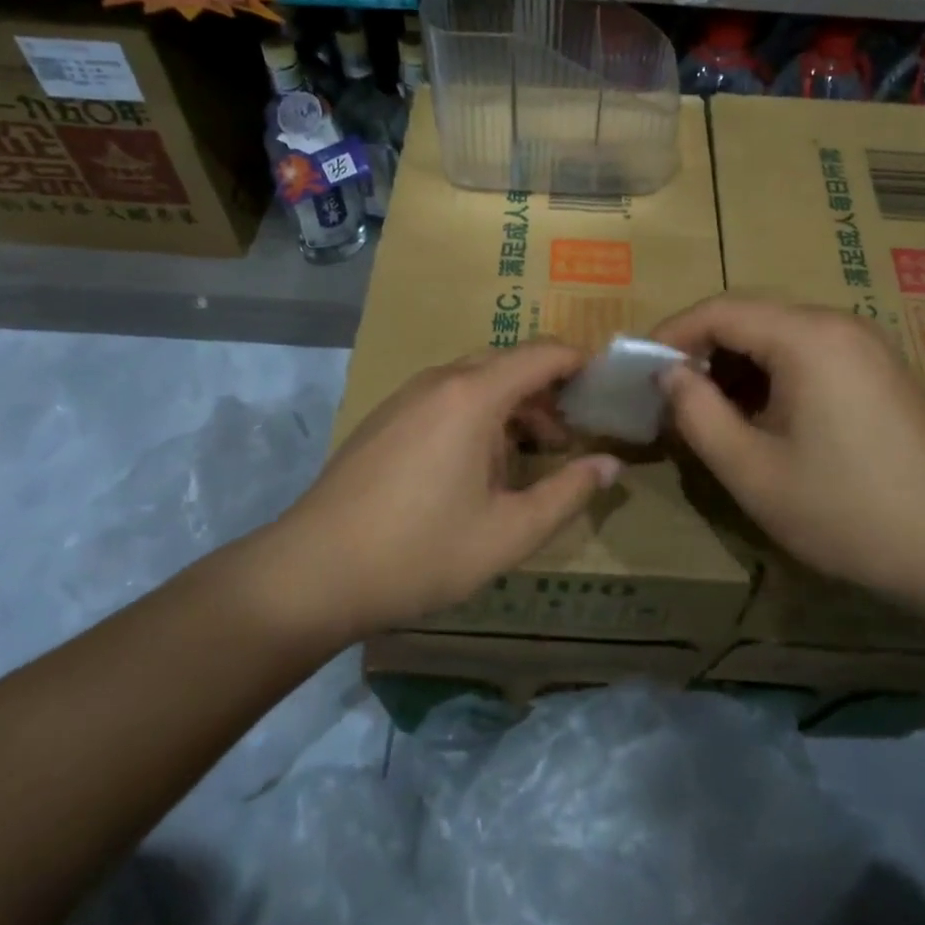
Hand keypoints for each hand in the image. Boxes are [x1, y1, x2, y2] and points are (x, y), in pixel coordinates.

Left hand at [255, 344, 621, 640]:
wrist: (314, 571)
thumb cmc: (421, 551)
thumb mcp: (509, 532)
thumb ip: (567, 493)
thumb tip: (609, 464)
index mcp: (474, 395)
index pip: (542, 354)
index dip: (579, 364)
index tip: (605, 390)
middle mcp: (440, 380)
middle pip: (508, 364)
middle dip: (547, 392)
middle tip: (572, 436)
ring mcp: (407, 396)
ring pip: (475, 381)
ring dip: (511, 406)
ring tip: (530, 455)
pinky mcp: (386, 417)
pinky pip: (446, 397)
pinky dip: (477, 414)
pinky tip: (478, 465)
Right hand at [652, 297, 924, 623]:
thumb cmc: (850, 511)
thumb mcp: (753, 471)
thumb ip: (697, 414)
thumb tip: (667, 375)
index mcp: (806, 336)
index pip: (718, 310)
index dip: (670, 335)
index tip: (637, 371)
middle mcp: (836, 324)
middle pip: (748, 317)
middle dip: (700, 352)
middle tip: (666, 397)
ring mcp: (864, 346)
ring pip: (777, 337)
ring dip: (734, 367)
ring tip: (706, 414)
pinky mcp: (878, 372)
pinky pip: (807, 356)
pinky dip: (770, 378)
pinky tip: (759, 420)